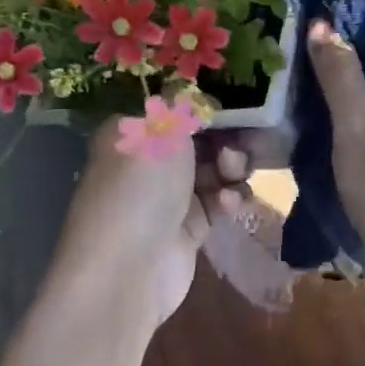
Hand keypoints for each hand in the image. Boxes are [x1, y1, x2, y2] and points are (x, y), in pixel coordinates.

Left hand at [52, 123, 250, 329]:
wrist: (126, 271)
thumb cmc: (139, 187)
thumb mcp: (160, 131)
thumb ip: (184, 107)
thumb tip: (195, 93)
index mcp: (131, 132)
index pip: (173, 110)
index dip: (205, 107)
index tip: (236, 105)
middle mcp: (147, 162)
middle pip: (199, 140)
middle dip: (225, 139)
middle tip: (238, 145)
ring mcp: (168, 197)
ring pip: (213, 170)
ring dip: (230, 168)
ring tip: (232, 174)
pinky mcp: (188, 228)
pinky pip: (217, 202)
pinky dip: (228, 198)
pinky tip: (229, 203)